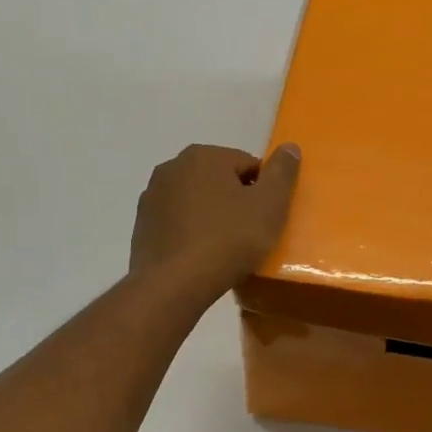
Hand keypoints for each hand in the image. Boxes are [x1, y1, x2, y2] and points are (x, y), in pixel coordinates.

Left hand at [130, 143, 301, 302]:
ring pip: (196, 200)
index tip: (266, 219)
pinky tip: (200, 256)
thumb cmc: (227, 240)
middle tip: (249, 234)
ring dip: (212, 216)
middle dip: (236, 202)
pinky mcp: (141, 225)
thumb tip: (290, 147)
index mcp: (204, 155)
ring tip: (224, 249)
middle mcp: (172, 166)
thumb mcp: (269, 205)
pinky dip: (191, 232)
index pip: (248, 165)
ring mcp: (152, 196)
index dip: (263, 192)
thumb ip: (283, 172)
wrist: (172, 285)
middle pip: (220, 180)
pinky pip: (178, 222)